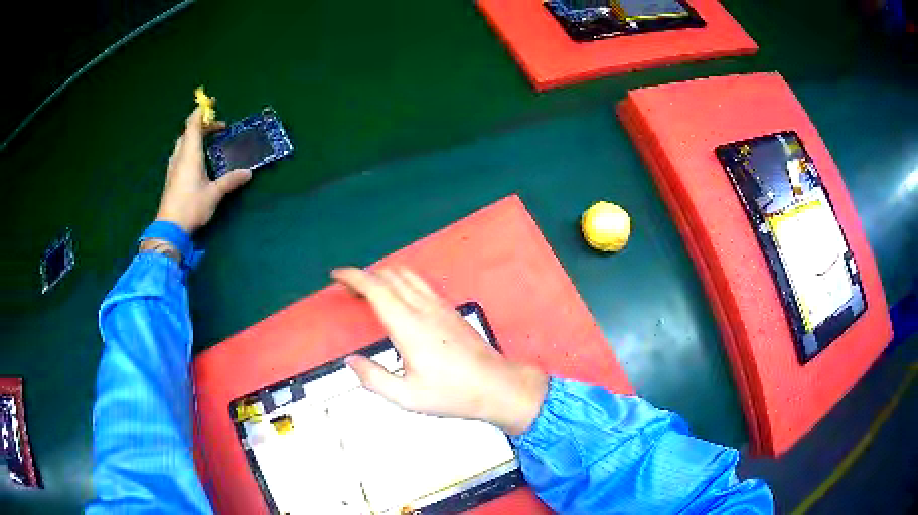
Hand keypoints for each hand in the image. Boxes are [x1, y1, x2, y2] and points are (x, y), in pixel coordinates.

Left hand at [155, 106, 251, 233]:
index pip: (193, 124)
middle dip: (201, 125)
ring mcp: (173, 167)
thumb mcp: (214, 194)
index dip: (201, 111)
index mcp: (190, 154)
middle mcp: (180, 156)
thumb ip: (230, 181)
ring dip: (194, 137)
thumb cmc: (191, 207)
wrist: (170, 228)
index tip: (212, 103)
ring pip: (182, 143)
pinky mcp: (171, 178)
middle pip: (187, 132)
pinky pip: (180, 154)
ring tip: (207, 142)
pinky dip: (189, 149)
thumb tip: (248, 173)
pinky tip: (196, 160)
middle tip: (217, 129)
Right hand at [332, 267, 548, 434]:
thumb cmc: (453, 394)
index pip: (376, 287)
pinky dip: (401, 281)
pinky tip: (399, 299)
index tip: (337, 275)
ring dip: (384, 275)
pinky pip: (421, 284)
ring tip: (370, 291)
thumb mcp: (406, 397)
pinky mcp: (451, 310)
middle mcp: (424, 309)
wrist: (496, 386)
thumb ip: (374, 379)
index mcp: (409, 326)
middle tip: (349, 289)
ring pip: (407, 275)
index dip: (353, 276)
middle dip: (365, 275)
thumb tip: (351, 362)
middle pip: (390, 275)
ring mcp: (440, 306)